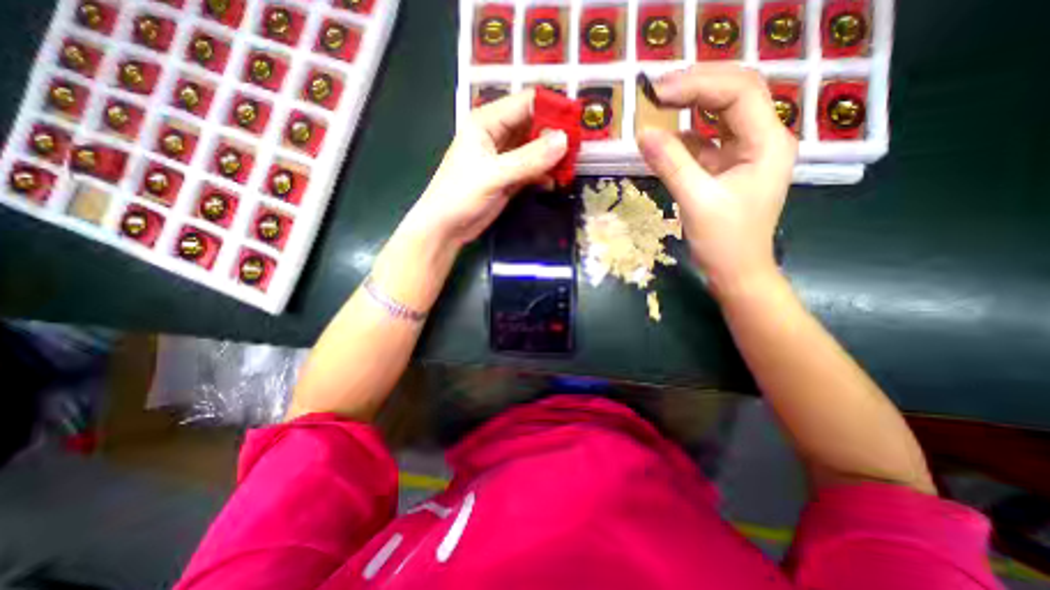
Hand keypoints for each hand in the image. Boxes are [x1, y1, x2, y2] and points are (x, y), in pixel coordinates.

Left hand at [405, 91, 570, 246]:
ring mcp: (505, 158)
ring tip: (571, 167)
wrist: (447, 228)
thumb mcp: (494, 175)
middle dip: (556, 135)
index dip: (552, 109)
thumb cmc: (461, 195)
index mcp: (487, 121)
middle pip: (534, 125)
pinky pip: (533, 169)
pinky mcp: (510, 177)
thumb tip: (564, 140)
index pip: (527, 103)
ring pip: (536, 149)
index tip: (577, 123)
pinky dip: (545, 174)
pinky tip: (555, 182)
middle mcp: (498, 134)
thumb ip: (529, 159)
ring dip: (553, 157)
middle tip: (579, 149)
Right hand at [635, 65, 800, 294]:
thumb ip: (671, 165)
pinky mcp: (725, 168)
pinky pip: (704, 142)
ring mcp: (743, 153)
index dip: (698, 85)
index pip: (738, 93)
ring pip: (718, 116)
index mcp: (767, 143)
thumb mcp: (697, 201)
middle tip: (655, 91)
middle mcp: (761, 140)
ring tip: (656, 105)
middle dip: (694, 87)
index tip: (658, 92)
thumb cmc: (725, 242)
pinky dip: (682, 138)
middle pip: (732, 95)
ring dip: (688, 109)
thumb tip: (643, 134)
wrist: (736, 272)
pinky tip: (662, 139)